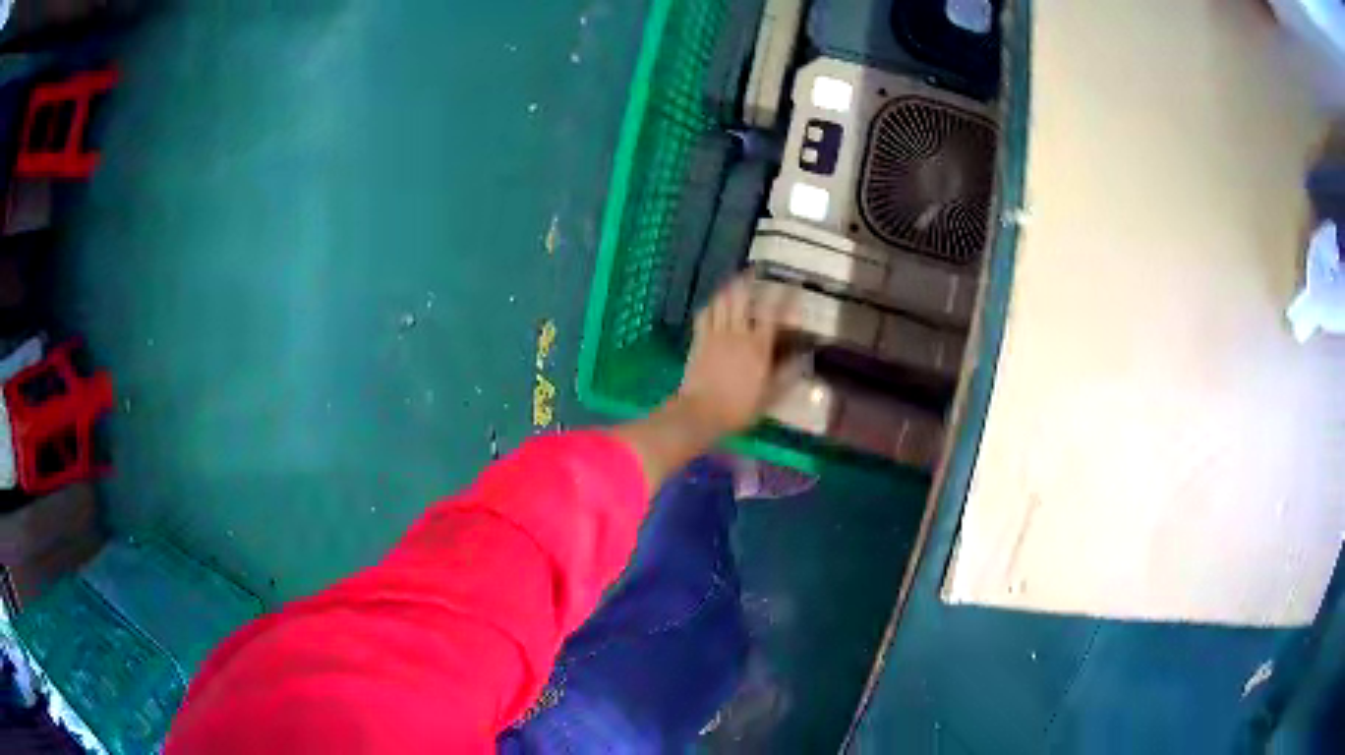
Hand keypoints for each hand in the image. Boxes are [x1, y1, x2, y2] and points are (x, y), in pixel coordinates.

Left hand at [677, 274, 796, 436]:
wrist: (700, 412)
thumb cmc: (739, 408)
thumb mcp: (770, 396)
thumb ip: (787, 375)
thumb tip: (803, 358)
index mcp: (758, 347)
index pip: (774, 313)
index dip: (784, 296)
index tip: (792, 284)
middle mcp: (738, 334)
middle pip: (743, 298)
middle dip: (750, 280)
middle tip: (756, 269)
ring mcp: (716, 335)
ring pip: (722, 302)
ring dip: (730, 287)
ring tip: (736, 279)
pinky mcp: (699, 340)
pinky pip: (704, 315)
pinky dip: (711, 305)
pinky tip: (714, 302)